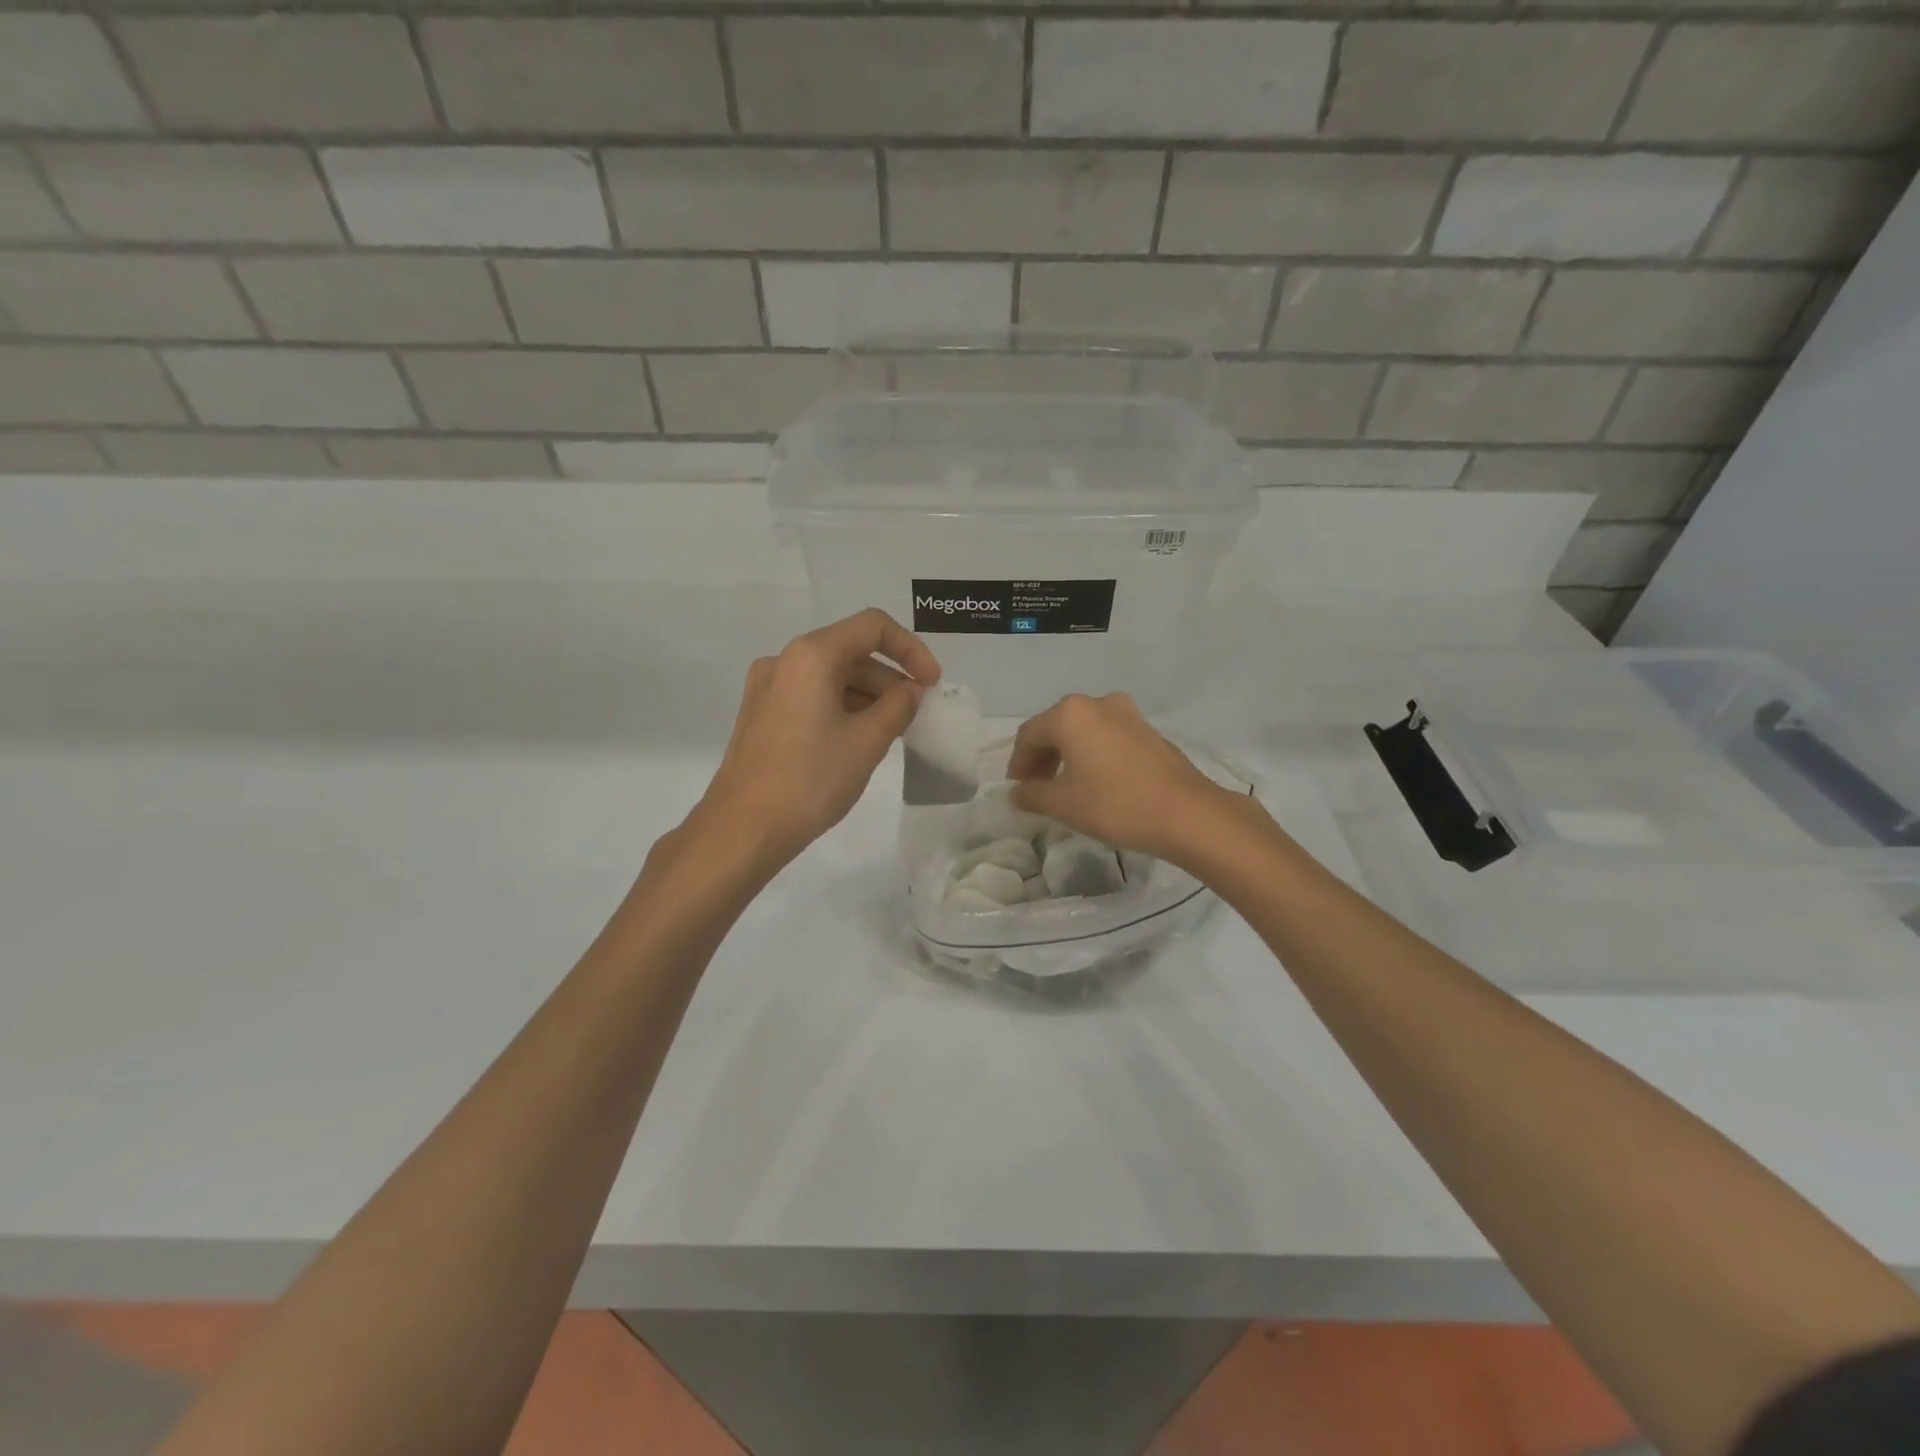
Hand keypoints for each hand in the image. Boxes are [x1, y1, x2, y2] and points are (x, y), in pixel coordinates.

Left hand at [693, 609, 940, 873]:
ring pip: (831, 676)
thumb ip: (898, 707)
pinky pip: (812, 696)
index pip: (873, 627)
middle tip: (916, 715)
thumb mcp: (867, 742)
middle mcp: (785, 660)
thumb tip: (911, 690)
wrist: (743, 829)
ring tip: (893, 733)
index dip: (911, 649)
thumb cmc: (810, 780)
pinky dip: (843, 708)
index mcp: (811, 655)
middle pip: (851, 651)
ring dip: (868, 696)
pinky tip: (859, 740)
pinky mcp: (761, 713)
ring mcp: (768, 687)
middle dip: (890, 678)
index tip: (932, 684)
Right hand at [1006, 692, 1245, 862]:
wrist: (1186, 813)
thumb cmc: (1115, 805)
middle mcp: (1096, 703)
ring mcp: (1126, 712)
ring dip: (1067, 755)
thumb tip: (1017, 793)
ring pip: (1083, 730)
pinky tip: (1096, 781)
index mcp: (1069, 714)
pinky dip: (1092, 753)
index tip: (1017, 790)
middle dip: (1041, 758)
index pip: (1029, 735)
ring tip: (1065, 787)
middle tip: (1037, 789)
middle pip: (1056, 727)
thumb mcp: (1064, 804)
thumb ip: (1032, 795)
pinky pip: (1107, 736)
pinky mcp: (1147, 728)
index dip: (1018, 764)